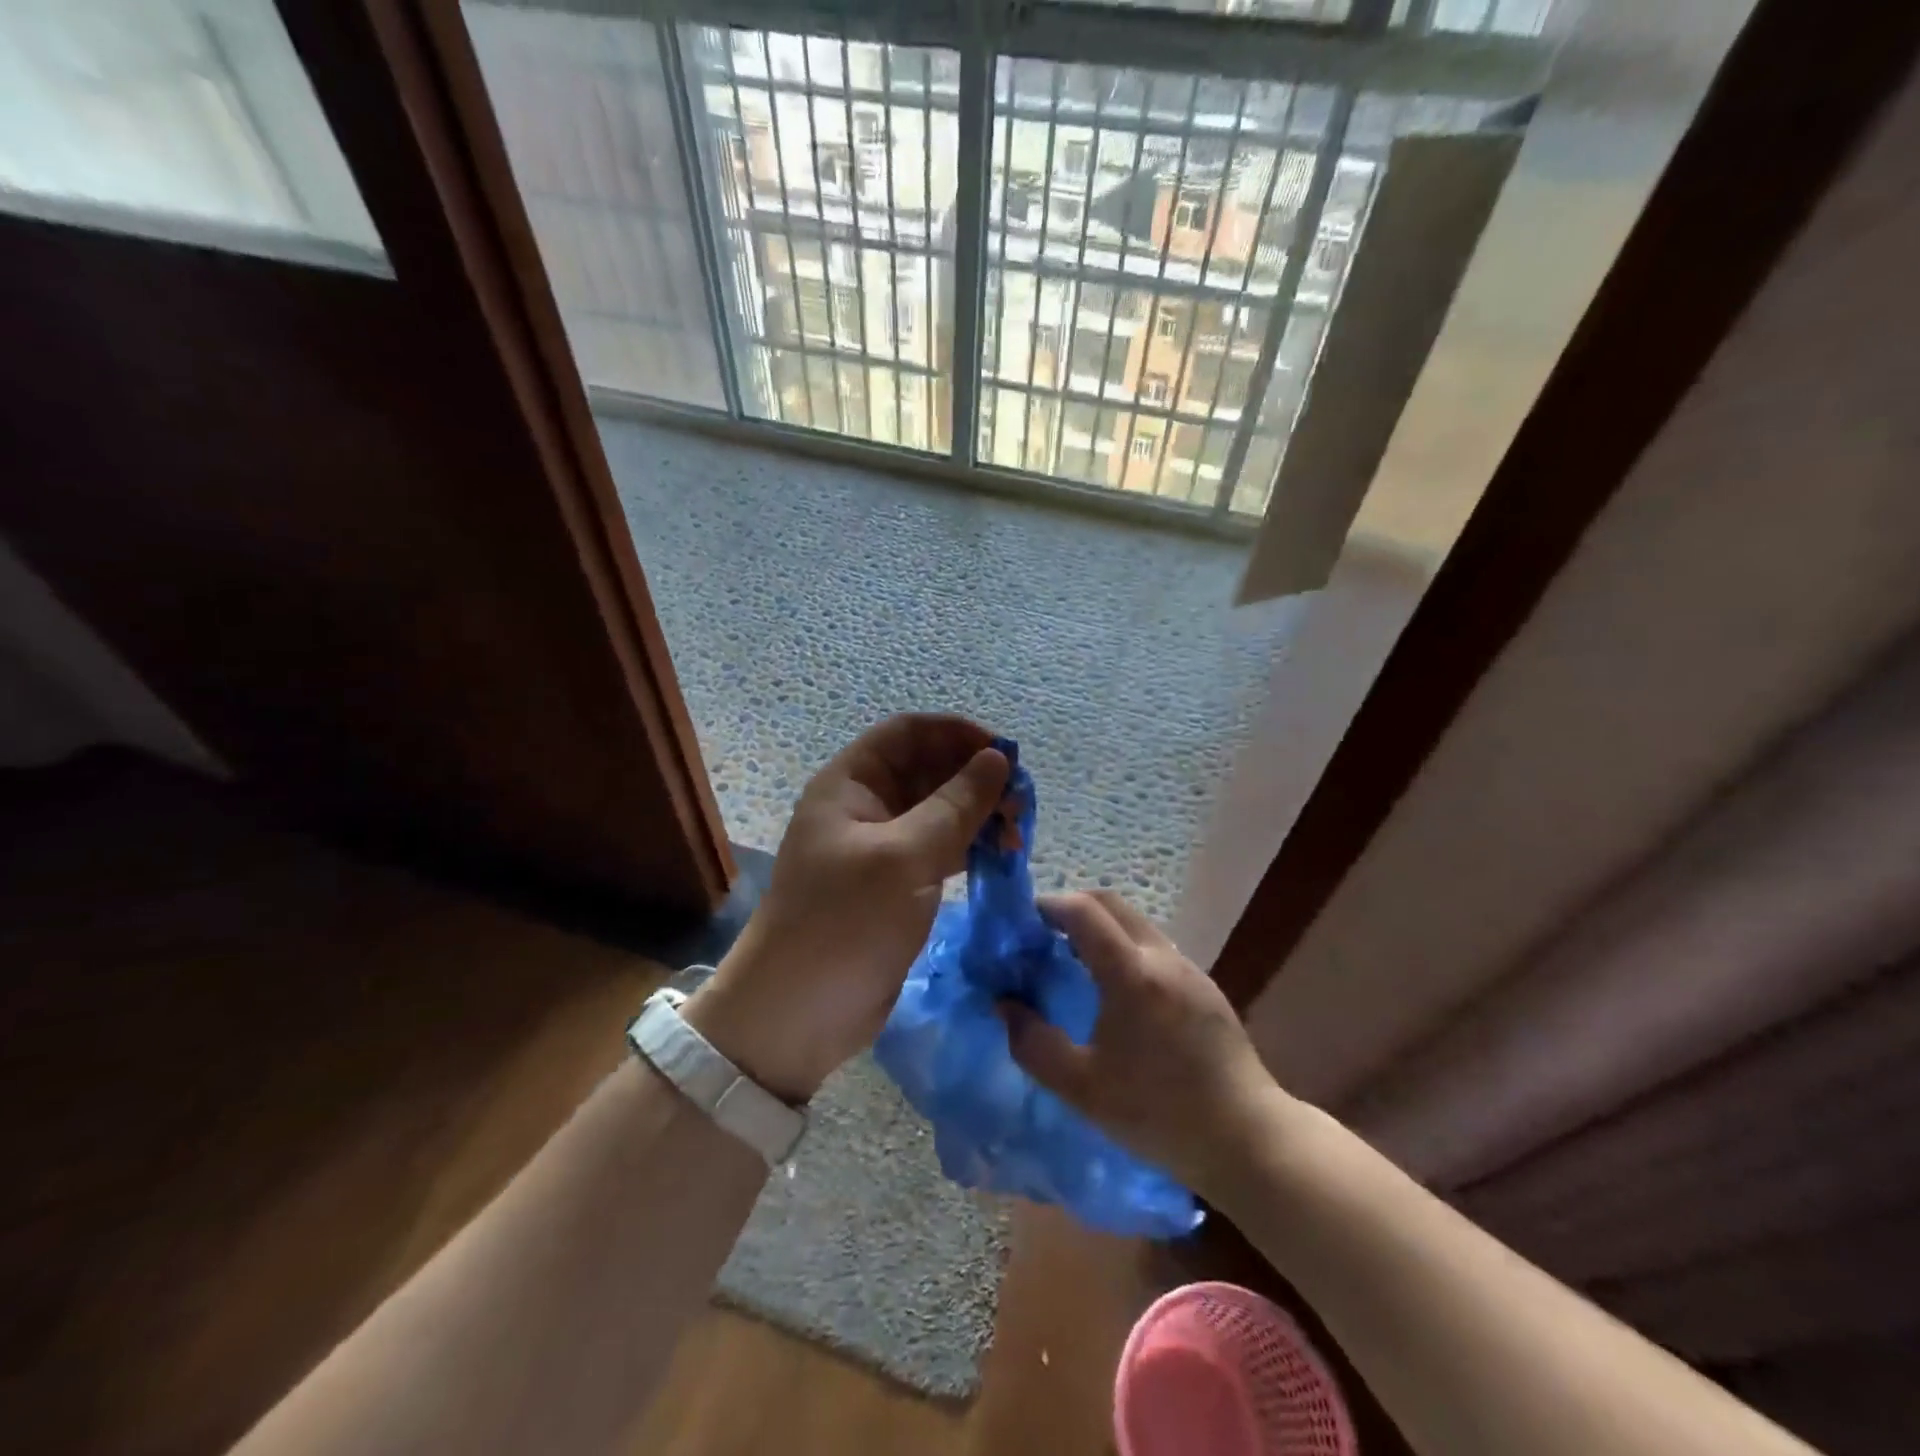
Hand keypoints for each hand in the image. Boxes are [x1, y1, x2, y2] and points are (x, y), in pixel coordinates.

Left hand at [687, 714, 1009, 1102]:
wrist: (797, 1014)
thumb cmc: (845, 922)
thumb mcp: (904, 857)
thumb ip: (955, 805)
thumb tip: (998, 758)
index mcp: (851, 784)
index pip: (909, 733)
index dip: (957, 734)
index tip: (1005, 754)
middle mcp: (865, 807)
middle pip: (929, 770)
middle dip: (976, 778)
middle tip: (1021, 804)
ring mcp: (881, 849)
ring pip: (940, 812)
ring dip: (979, 815)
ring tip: (1018, 835)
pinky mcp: (897, 886)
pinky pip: (941, 850)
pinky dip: (971, 848)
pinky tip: (1001, 859)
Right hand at [1002, 890, 1280, 1196]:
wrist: (1247, 1138)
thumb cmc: (1159, 1114)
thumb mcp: (1082, 1089)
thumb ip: (1033, 1044)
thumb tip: (1005, 1006)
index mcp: (1131, 974)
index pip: (1084, 911)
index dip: (1049, 906)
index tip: (1023, 922)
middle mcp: (1162, 956)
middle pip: (1111, 903)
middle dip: (1072, 907)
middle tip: (1043, 934)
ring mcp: (1188, 968)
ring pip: (1135, 922)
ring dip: (1101, 926)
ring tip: (1075, 960)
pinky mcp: (1204, 985)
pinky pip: (1154, 945)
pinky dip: (1124, 945)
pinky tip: (1116, 989)